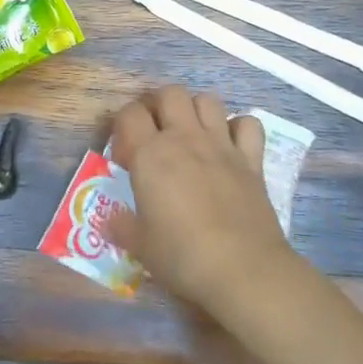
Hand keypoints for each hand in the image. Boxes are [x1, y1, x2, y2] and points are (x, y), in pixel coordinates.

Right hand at [108, 86, 294, 311]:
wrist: (243, 270)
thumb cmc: (182, 257)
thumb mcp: (141, 246)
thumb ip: (122, 227)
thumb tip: (110, 221)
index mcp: (150, 155)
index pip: (129, 114)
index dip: (122, 127)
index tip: (125, 156)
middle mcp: (185, 139)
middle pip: (169, 93)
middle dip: (158, 105)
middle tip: (155, 133)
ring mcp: (221, 145)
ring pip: (208, 99)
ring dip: (196, 109)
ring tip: (190, 134)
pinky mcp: (251, 160)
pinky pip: (248, 124)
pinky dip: (238, 127)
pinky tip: (230, 145)